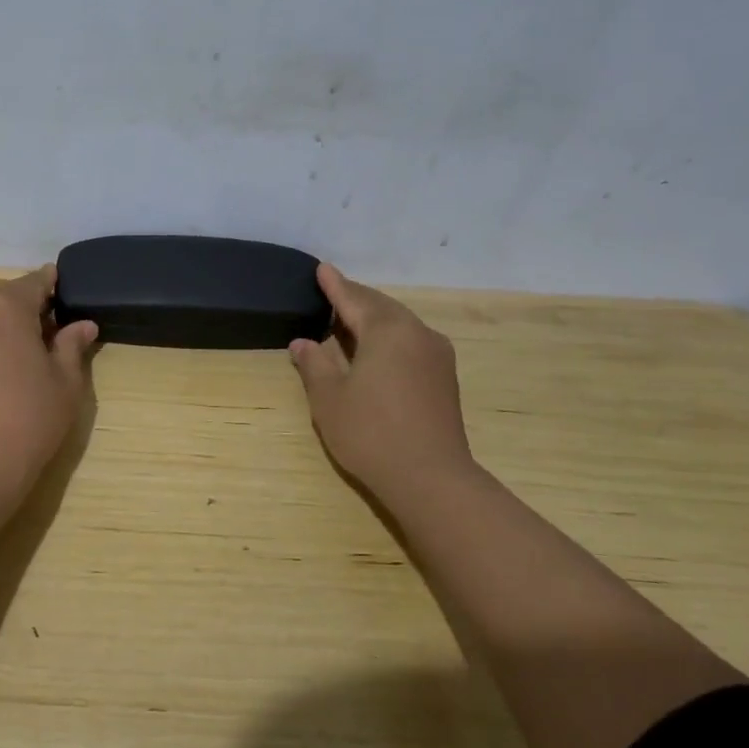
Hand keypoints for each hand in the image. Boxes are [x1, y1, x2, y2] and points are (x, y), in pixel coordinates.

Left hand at [0, 265, 96, 511]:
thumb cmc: (28, 419)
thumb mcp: (65, 382)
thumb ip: (72, 346)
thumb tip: (82, 325)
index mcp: (6, 307)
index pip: (35, 282)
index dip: (54, 286)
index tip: (68, 295)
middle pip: (7, 299)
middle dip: (30, 310)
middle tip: (55, 333)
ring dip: (6, 329)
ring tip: (29, 357)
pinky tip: (3, 372)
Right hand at [290, 264, 478, 507]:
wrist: (431, 478)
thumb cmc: (371, 433)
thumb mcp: (329, 398)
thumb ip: (315, 364)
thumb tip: (303, 342)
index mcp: (387, 331)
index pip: (354, 299)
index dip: (334, 285)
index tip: (322, 269)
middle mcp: (417, 333)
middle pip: (381, 307)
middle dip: (355, 299)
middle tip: (332, 292)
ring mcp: (437, 355)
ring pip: (400, 324)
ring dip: (373, 318)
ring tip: (349, 319)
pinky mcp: (445, 377)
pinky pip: (411, 341)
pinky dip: (389, 337)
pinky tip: (376, 350)